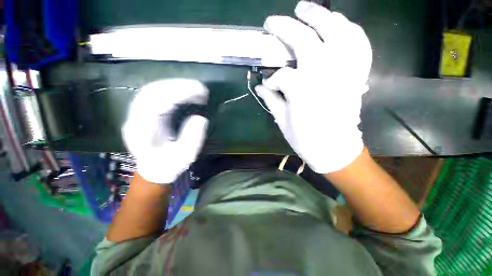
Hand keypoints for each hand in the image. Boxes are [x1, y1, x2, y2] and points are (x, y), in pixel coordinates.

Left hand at [122, 79, 208, 183]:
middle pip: (153, 90)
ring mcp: (138, 114)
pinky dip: (174, 92)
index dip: (180, 92)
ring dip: (177, 87)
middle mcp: (136, 117)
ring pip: (154, 90)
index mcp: (142, 129)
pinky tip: (187, 95)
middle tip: (201, 89)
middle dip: (179, 85)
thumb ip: (192, 138)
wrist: (154, 170)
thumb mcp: (184, 156)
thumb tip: (200, 118)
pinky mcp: (145, 113)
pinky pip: (158, 96)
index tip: (201, 91)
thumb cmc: (169, 165)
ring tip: (197, 90)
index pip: (157, 100)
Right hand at [256, 1, 371, 172]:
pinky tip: (338, 24)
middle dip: (286, 27)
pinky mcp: (357, 74)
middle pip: (305, 40)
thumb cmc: (306, 139)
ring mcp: (345, 71)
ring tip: (306, 9)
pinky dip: (348, 29)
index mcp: (302, 90)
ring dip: (320, 16)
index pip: (281, 76)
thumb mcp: (283, 121)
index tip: (268, 84)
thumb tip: (261, 86)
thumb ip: (272, 100)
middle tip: (274, 21)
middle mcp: (324, 74)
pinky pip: (358, 43)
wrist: (335, 150)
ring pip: (336, 31)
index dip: (272, 80)